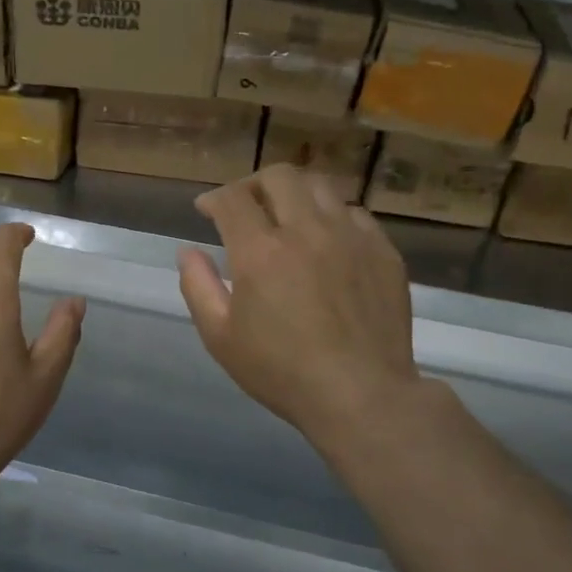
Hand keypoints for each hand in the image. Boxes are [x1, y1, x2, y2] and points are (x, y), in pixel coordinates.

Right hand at [178, 165, 419, 447]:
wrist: (362, 395)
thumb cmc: (282, 372)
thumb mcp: (221, 338)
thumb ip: (198, 287)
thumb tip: (188, 251)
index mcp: (260, 251)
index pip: (232, 199)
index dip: (213, 198)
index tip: (207, 210)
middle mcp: (306, 230)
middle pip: (278, 176)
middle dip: (253, 184)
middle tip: (246, 206)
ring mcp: (350, 237)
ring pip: (320, 186)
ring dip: (295, 193)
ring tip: (287, 216)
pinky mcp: (383, 251)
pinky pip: (355, 213)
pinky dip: (332, 216)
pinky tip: (327, 240)